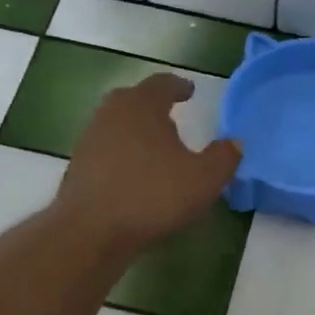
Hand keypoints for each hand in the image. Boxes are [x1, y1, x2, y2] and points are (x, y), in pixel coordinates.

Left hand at [54, 73, 242, 254]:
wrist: (91, 230)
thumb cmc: (152, 195)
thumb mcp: (204, 179)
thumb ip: (224, 157)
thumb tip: (235, 143)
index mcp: (141, 105)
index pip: (162, 83)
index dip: (179, 86)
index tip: (189, 91)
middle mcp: (111, 113)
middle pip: (134, 100)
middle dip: (153, 106)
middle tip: (172, 117)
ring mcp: (90, 139)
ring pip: (118, 125)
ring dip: (136, 132)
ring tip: (156, 150)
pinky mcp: (78, 167)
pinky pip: (107, 152)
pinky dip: (123, 156)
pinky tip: (135, 176)